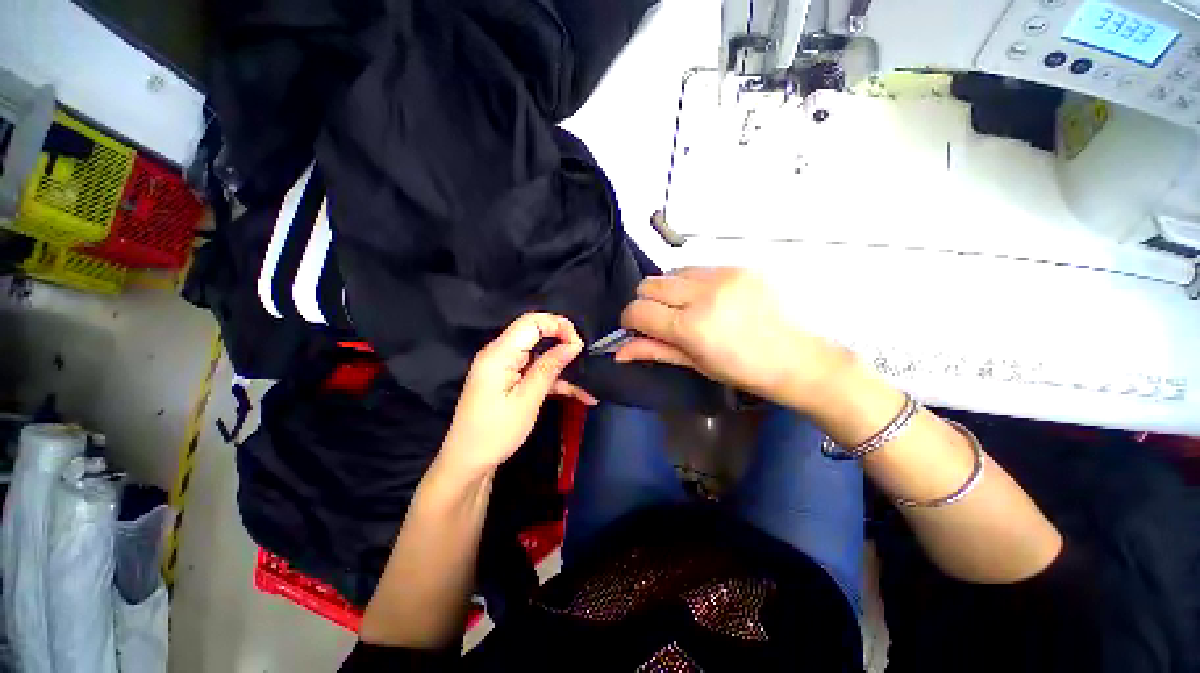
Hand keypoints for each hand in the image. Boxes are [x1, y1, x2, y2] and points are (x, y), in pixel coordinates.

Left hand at [441, 313, 596, 476]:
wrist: (468, 463)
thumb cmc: (496, 433)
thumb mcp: (527, 400)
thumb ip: (549, 368)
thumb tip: (573, 344)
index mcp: (499, 354)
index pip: (532, 322)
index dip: (558, 325)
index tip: (579, 345)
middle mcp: (500, 353)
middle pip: (537, 336)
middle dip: (564, 345)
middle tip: (587, 362)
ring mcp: (505, 367)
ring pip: (541, 355)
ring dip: (564, 368)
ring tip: (589, 386)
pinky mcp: (509, 379)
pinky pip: (536, 371)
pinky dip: (555, 380)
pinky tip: (578, 393)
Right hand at [615, 267, 851, 409]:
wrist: (798, 357)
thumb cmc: (743, 370)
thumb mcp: (695, 364)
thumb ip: (654, 351)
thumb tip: (619, 351)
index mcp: (691, 327)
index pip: (638, 310)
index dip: (629, 319)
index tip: (636, 327)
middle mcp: (703, 295)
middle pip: (649, 284)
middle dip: (646, 302)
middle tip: (662, 319)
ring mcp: (723, 276)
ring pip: (672, 272)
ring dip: (670, 291)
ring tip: (689, 308)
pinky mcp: (739, 266)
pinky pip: (698, 268)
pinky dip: (692, 283)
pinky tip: (710, 299)